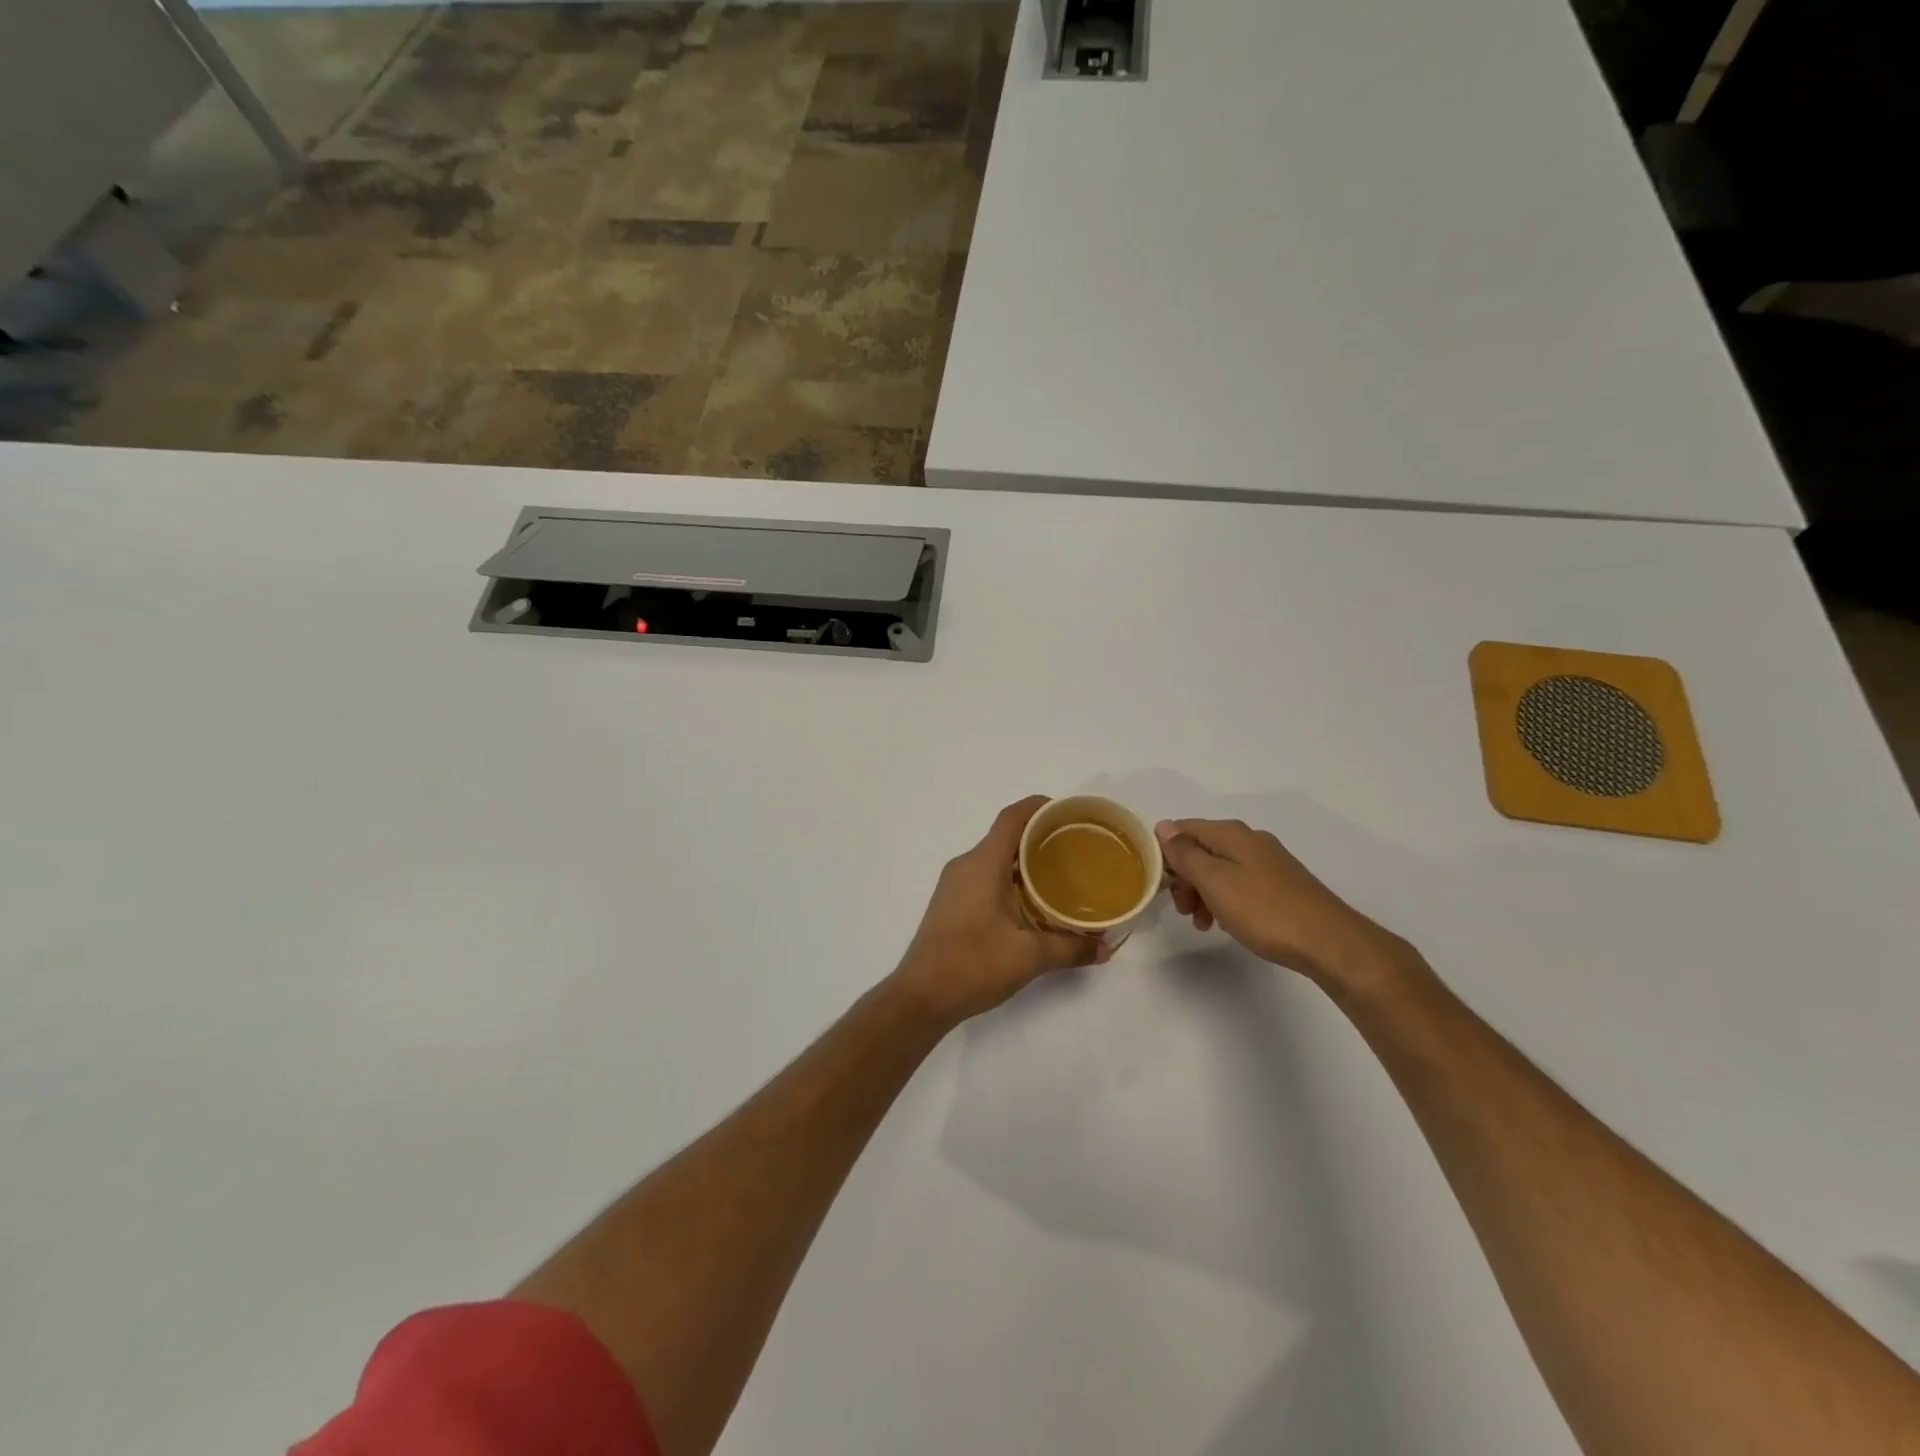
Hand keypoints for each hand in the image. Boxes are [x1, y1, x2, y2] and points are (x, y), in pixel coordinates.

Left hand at [894, 797, 1108, 1022]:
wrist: (922, 996)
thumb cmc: (973, 965)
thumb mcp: (1029, 957)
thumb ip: (1070, 948)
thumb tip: (1106, 947)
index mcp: (983, 864)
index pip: (1012, 817)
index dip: (1039, 807)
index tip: (1068, 812)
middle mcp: (966, 865)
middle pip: (1005, 836)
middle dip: (1039, 836)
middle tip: (1075, 848)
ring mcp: (954, 884)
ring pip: (994, 858)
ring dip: (1024, 861)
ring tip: (1059, 874)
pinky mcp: (950, 902)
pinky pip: (984, 876)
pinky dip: (1009, 878)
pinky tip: (1030, 902)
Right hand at [1156, 818, 1412, 987]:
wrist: (1329, 942)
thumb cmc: (1264, 910)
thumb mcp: (1215, 881)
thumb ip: (1185, 853)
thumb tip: (1163, 826)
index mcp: (1231, 834)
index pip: (1182, 829)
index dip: (1164, 853)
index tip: (1158, 884)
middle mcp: (1249, 840)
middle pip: (1200, 850)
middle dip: (1184, 878)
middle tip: (1183, 910)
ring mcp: (1268, 862)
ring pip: (1219, 870)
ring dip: (1202, 893)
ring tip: (1203, 923)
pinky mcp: (1280, 885)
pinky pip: (1238, 884)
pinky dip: (1224, 900)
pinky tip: (1226, 923)